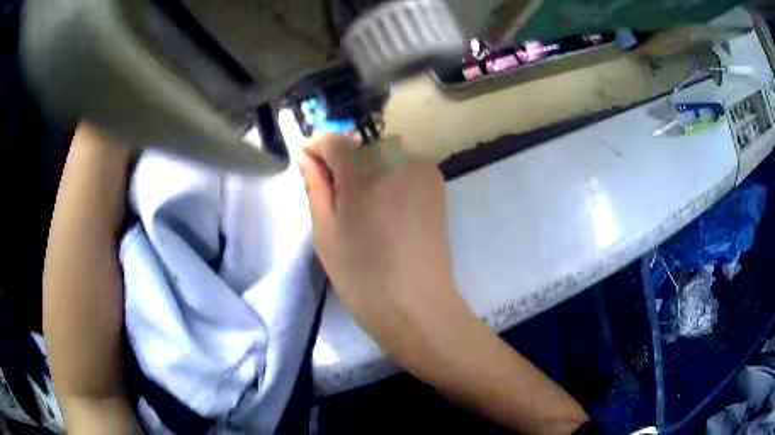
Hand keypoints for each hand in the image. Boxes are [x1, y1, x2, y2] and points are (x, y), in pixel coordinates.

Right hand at [299, 135, 587, 432]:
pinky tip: (382, 206)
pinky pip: (404, 168)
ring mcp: (424, 173)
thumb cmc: (363, 277)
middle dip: (342, 160)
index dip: (317, 146)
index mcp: (367, 176)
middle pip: (361, 146)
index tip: (304, 157)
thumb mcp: (326, 233)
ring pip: (384, 156)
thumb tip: (306, 156)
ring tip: (357, 203)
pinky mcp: (437, 187)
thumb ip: (316, 187)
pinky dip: (388, 178)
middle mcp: (400, 163)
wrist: (418, 306)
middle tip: (330, 189)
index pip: (337, 142)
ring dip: (366, 169)